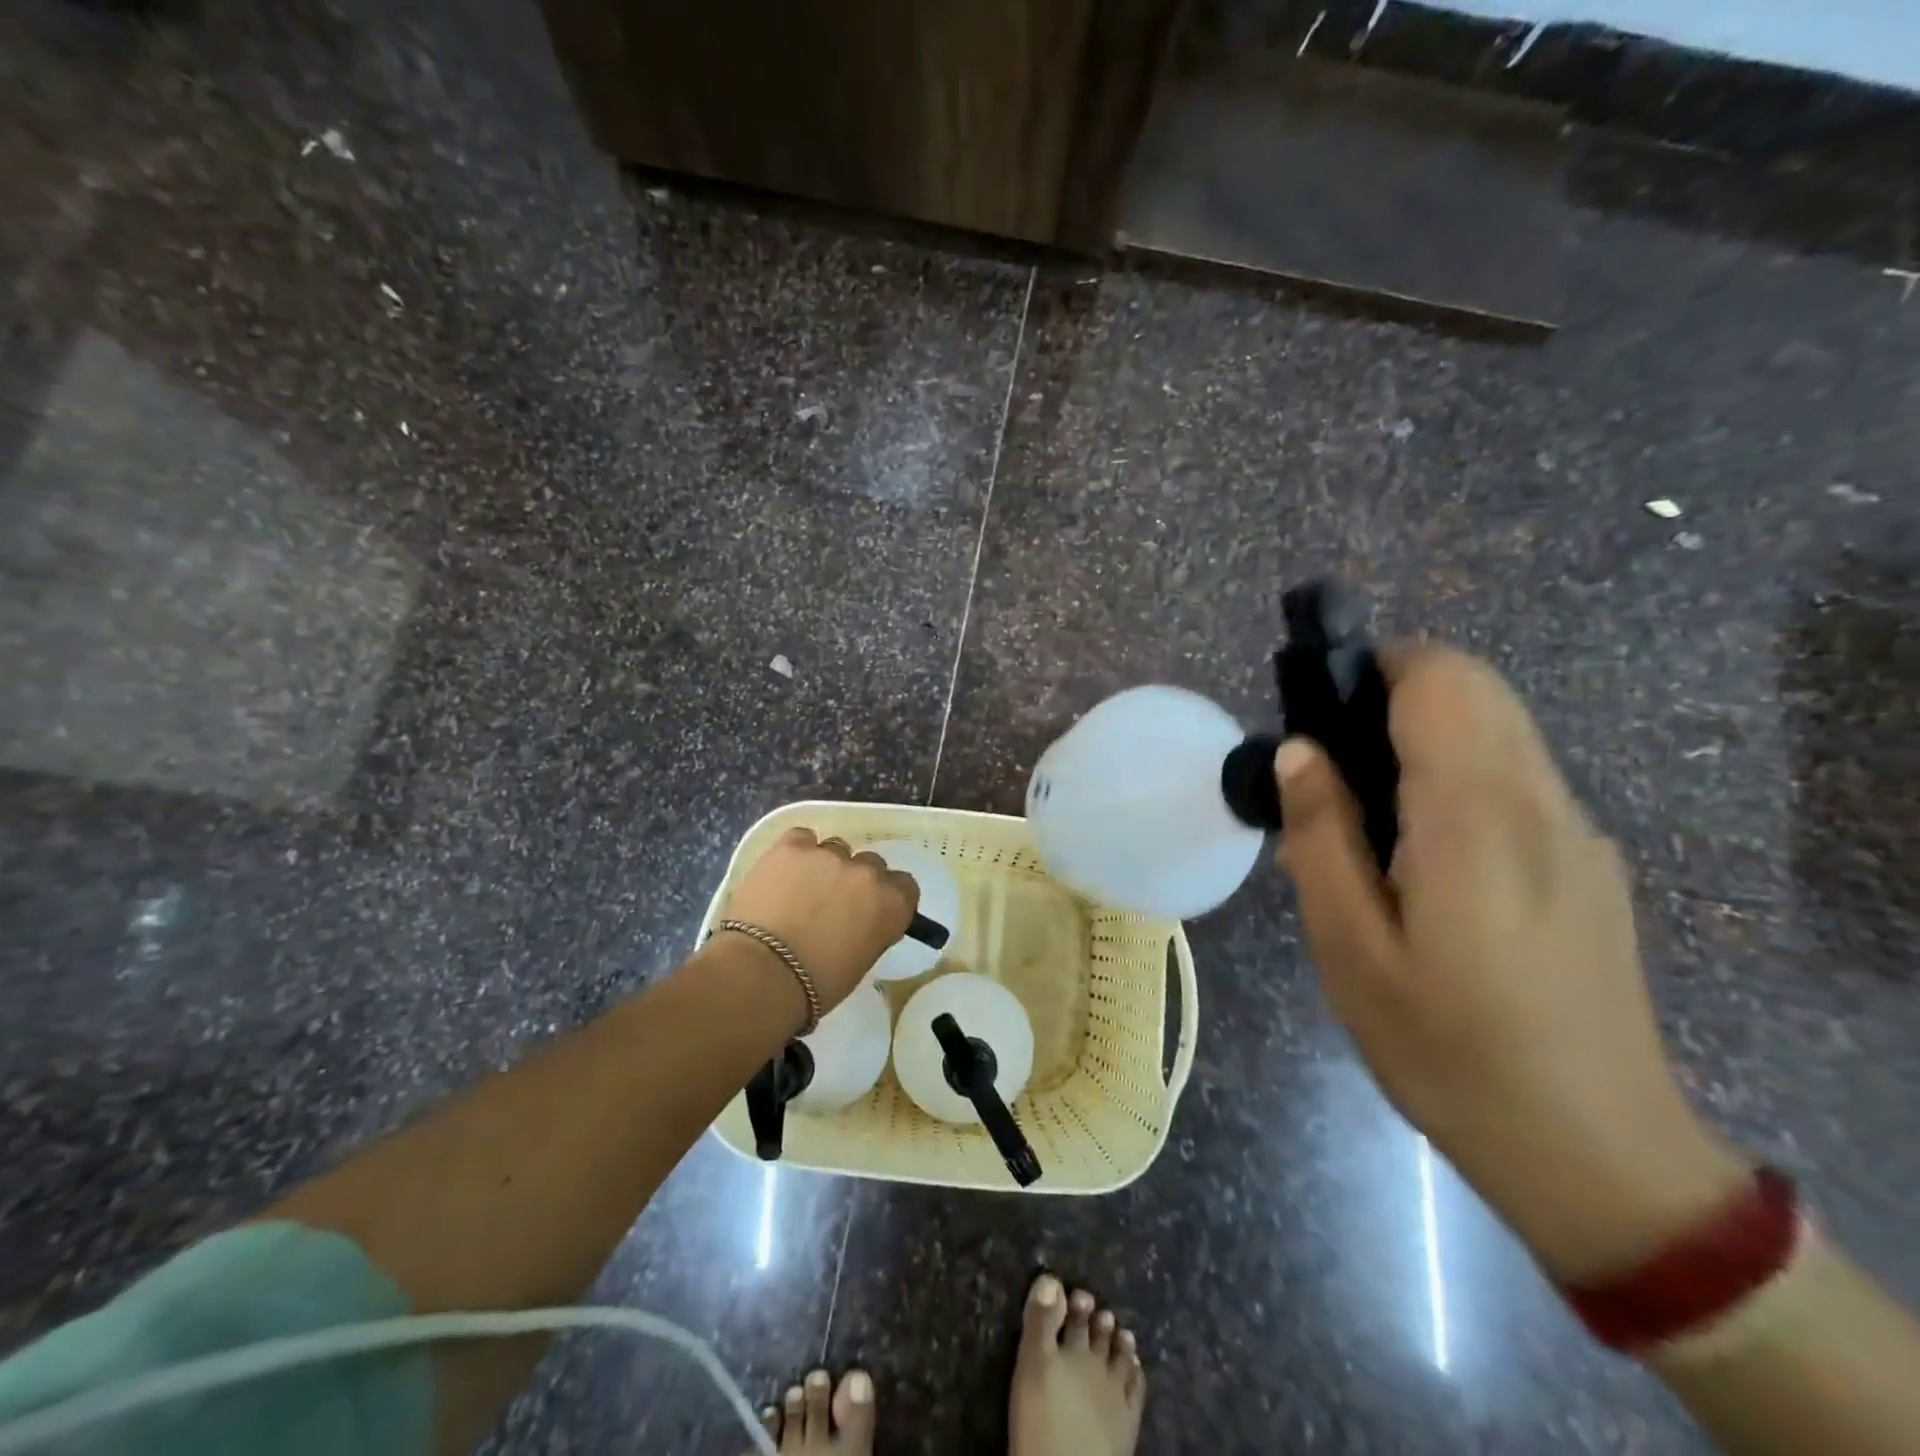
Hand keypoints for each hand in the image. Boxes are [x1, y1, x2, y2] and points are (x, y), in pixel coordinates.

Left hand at [718, 827, 919, 1017]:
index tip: (870, 909)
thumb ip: (870, 930)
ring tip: (799, 890)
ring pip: (835, 849)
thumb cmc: (816, 984)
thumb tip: (858, 922)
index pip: (904, 886)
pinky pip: (802, 837)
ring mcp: (829, 854)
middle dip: (854, 880)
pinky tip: (782, 872)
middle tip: (831, 903)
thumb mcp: (861, 961)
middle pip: (870, 864)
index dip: (886, 896)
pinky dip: (796, 852)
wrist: (762, 973)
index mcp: (892, 905)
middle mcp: (867, 873)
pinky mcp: (792, 846)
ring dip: (824, 866)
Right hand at [1275, 646, 1749, 1282]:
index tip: (1320, 711)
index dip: (1376, 667)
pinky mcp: (1590, 864)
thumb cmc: (1446, 1047)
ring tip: (1364, 821)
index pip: (1442, 680)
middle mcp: (1540, 806)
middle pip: (1477, 691)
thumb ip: (1320, 835)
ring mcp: (1577, 834)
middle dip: (1396, 695)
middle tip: (1330, 769)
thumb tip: (1298, 749)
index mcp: (1475, 819)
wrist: (1592, 1150)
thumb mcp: (1350, 947)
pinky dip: (1458, 779)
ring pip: (1500, 732)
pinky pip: (1517, 782)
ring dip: (1425, 738)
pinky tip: (1419, 862)